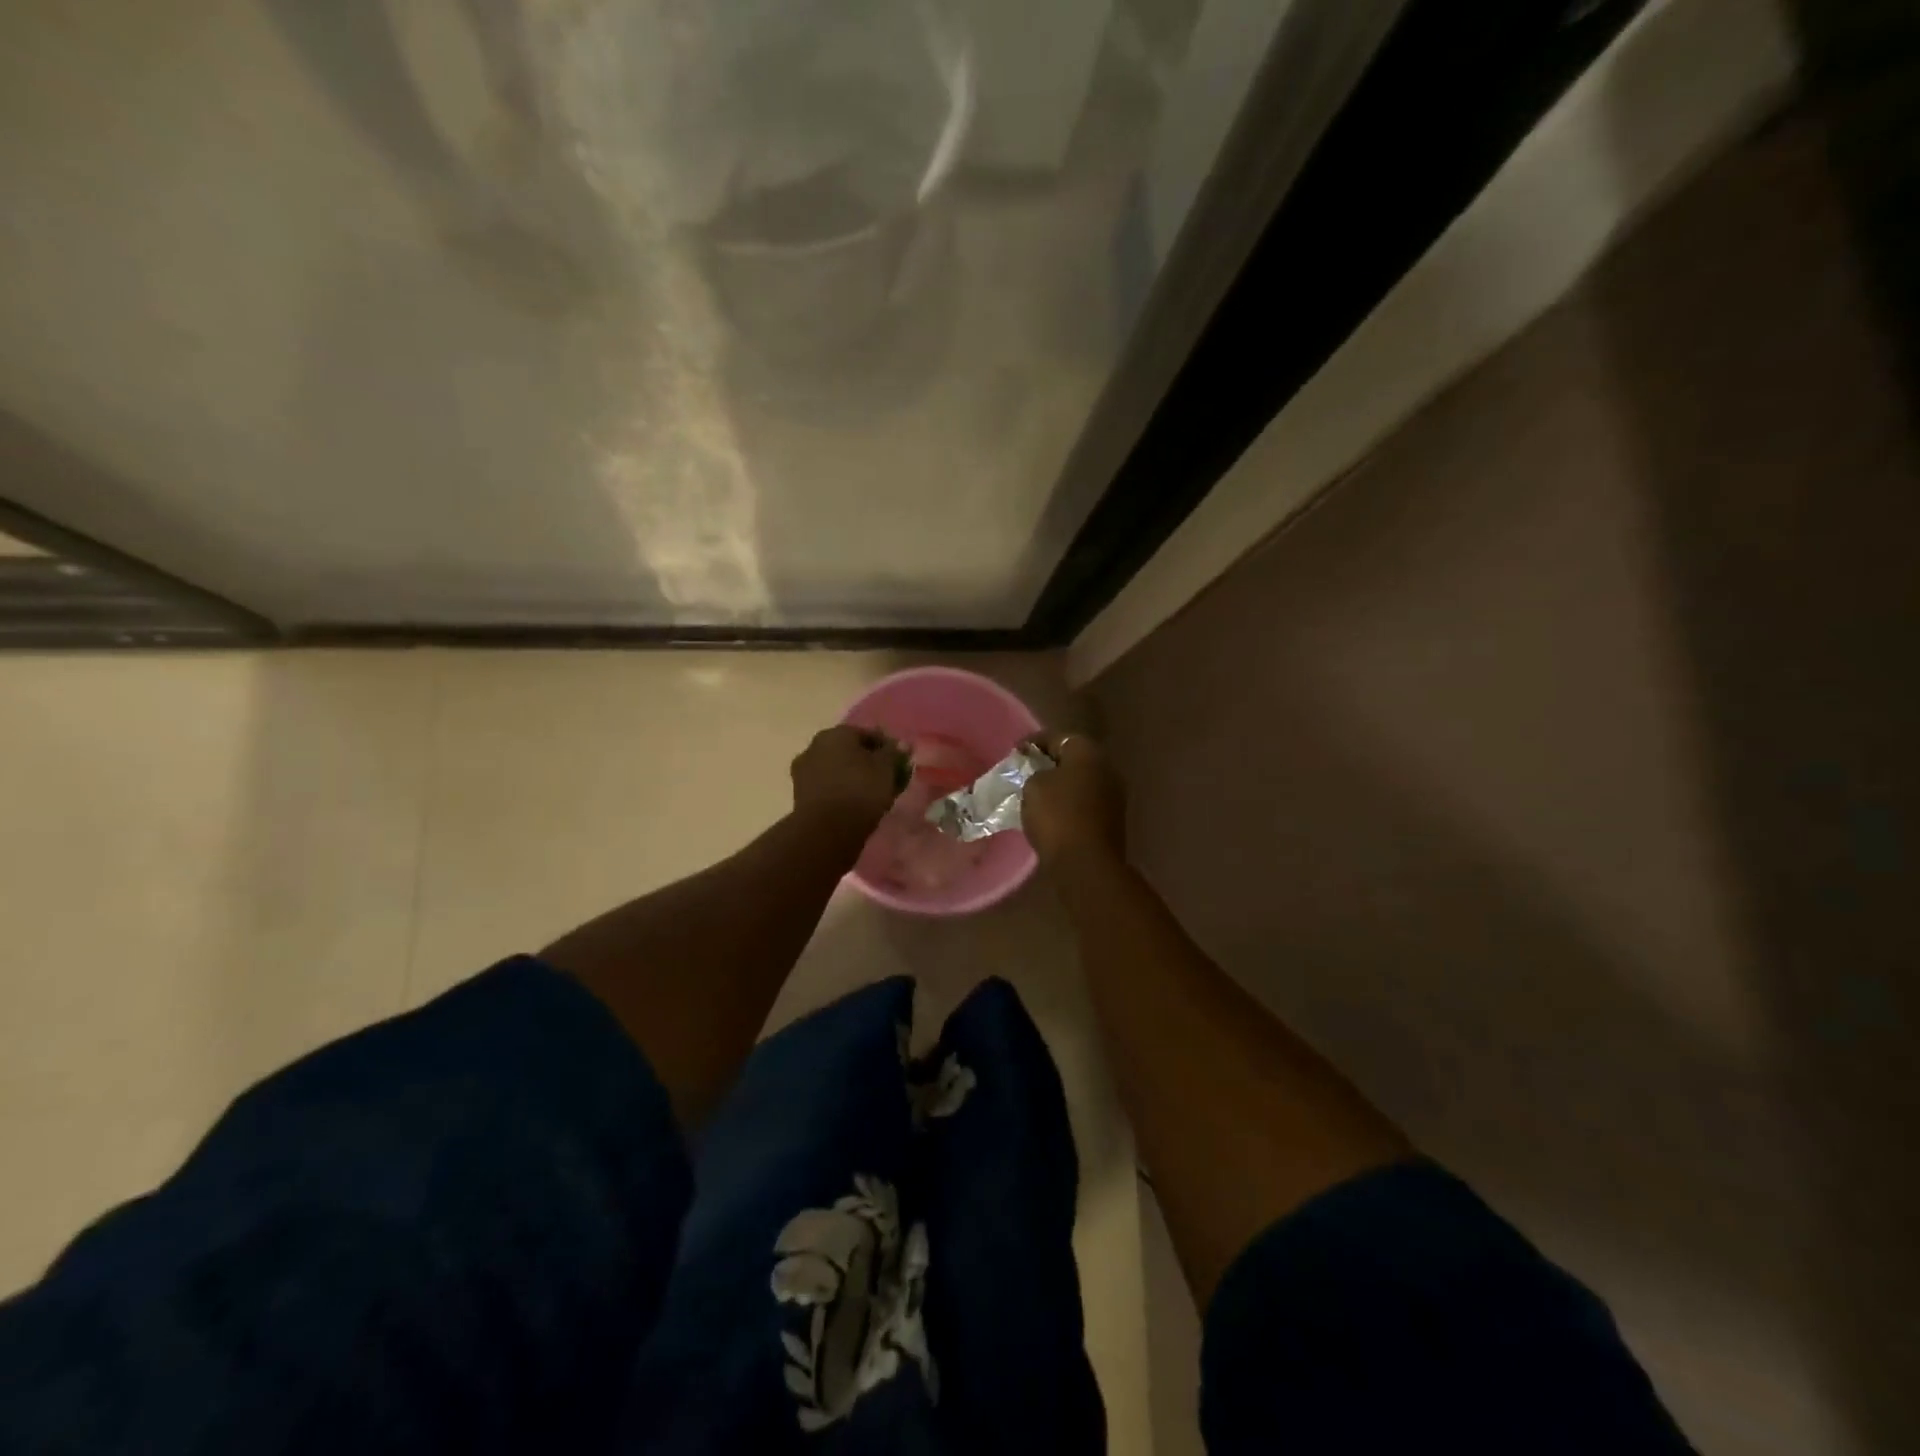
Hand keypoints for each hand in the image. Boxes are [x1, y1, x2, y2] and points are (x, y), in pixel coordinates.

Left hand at [791, 725, 907, 834]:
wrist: (827, 830)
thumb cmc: (860, 791)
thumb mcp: (886, 769)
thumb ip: (893, 753)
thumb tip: (901, 744)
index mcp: (836, 733)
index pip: (867, 734)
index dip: (885, 747)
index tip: (899, 762)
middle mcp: (815, 746)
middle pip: (848, 751)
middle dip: (866, 761)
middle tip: (885, 778)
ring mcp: (803, 771)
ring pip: (836, 769)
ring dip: (851, 777)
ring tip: (871, 794)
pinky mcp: (799, 794)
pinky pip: (827, 787)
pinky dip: (840, 791)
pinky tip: (854, 804)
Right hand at [1022, 731, 1126, 865]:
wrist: (1086, 863)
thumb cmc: (1057, 816)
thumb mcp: (1033, 786)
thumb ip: (1035, 773)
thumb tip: (1044, 777)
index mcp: (1088, 752)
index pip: (1058, 737)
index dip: (1033, 742)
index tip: (1015, 752)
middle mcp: (1107, 768)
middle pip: (1073, 759)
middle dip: (1049, 763)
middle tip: (1025, 771)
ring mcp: (1113, 795)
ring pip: (1080, 782)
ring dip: (1060, 785)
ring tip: (1034, 794)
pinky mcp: (1112, 820)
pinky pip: (1085, 803)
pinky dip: (1068, 804)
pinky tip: (1050, 814)